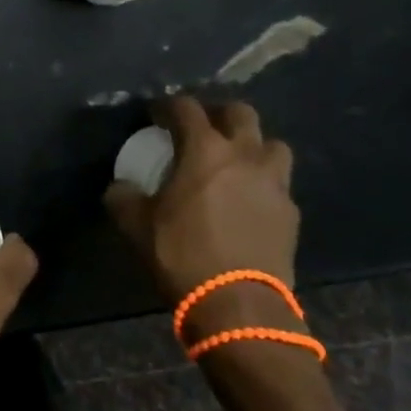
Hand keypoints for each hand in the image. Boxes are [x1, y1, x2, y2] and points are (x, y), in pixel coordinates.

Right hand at [103, 97, 298, 321]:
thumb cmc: (182, 254)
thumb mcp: (135, 225)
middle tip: (200, 130)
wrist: (238, 304)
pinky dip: (263, 183)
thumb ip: (123, 196)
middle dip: (218, 114)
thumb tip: (120, 187)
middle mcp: (244, 155)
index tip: (155, 116)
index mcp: (205, 149)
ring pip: (272, 144)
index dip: (167, 106)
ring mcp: (274, 183)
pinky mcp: (290, 213)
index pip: (185, 108)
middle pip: (240, 113)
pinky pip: (279, 184)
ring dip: (252, 146)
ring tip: (234, 162)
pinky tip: (248, 201)